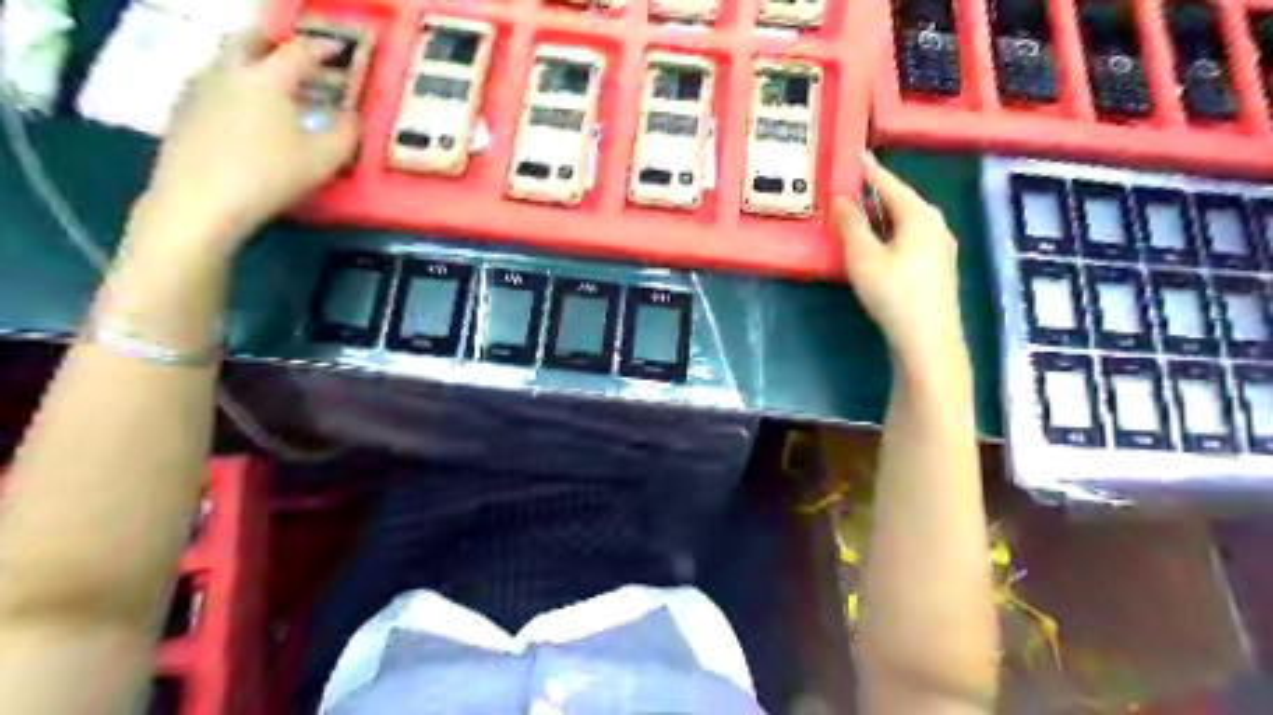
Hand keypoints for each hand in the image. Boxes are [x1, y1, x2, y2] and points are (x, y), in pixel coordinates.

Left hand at [130, 28, 360, 261]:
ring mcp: (199, 88)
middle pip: (250, 40)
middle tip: (294, 52)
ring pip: (227, 60)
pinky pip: (213, 83)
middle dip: (274, 41)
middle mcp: (229, 71)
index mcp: (268, 78)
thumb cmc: (270, 175)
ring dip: (251, 62)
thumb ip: (346, 133)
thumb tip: (353, 116)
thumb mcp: (324, 159)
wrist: (200, 201)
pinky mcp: (182, 110)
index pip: (299, 51)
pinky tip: (243, 109)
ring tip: (271, 82)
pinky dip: (234, 86)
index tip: (338, 49)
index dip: (322, 48)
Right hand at [832, 152, 958, 362]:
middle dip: (873, 194)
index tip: (852, 156)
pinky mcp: (937, 268)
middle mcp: (935, 224)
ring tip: (855, 215)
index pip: (889, 182)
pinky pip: (909, 239)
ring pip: (905, 222)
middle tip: (846, 187)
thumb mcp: (863, 256)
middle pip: (900, 201)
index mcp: (919, 214)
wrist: (928, 340)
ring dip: (880, 217)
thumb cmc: (894, 293)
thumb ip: (850, 224)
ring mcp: (940, 247)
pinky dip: (889, 235)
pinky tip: (875, 245)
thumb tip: (841, 199)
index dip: (868, 170)